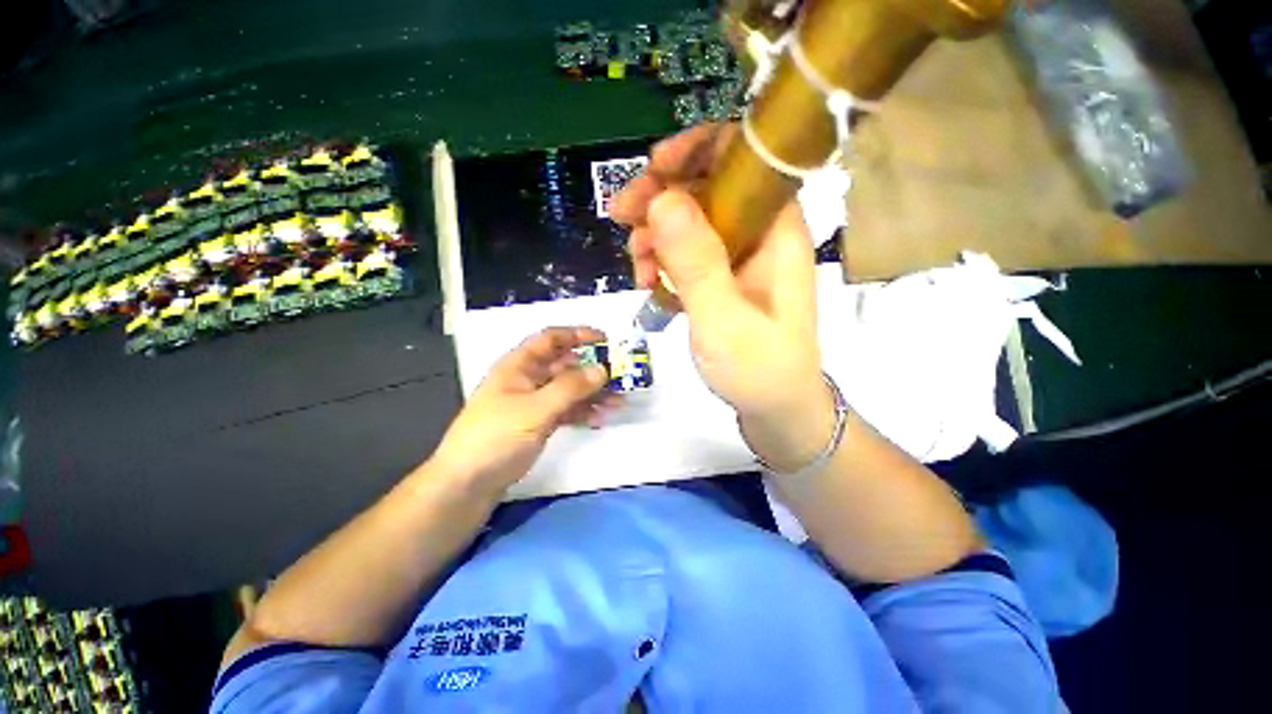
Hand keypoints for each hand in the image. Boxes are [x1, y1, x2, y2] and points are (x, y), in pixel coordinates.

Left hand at [430, 327, 613, 491]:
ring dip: (592, 393)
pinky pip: (566, 410)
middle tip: (620, 375)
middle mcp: (527, 379)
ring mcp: (533, 402)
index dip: (578, 335)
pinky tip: (600, 419)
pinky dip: (583, 412)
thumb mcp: (535, 409)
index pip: (551, 339)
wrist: (467, 484)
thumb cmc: (496, 437)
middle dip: (592, 368)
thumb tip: (602, 369)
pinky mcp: (538, 423)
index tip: (606, 339)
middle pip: (565, 365)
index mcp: (519, 366)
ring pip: (569, 389)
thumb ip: (570, 388)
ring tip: (618, 401)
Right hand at [612, 125, 833, 470]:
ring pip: (691, 221)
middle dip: (661, 197)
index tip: (652, 170)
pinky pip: (687, 253)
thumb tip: (662, 199)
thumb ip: (696, 261)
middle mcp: (760, 234)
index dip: (697, 151)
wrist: (776, 409)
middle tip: (622, 217)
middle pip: (707, 187)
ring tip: (637, 268)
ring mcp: (740, 257)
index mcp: (776, 230)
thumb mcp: (723, 318)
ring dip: (655, 234)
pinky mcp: (723, 278)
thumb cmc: (759, 368)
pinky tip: (649, 282)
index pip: (742, 159)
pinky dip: (663, 260)